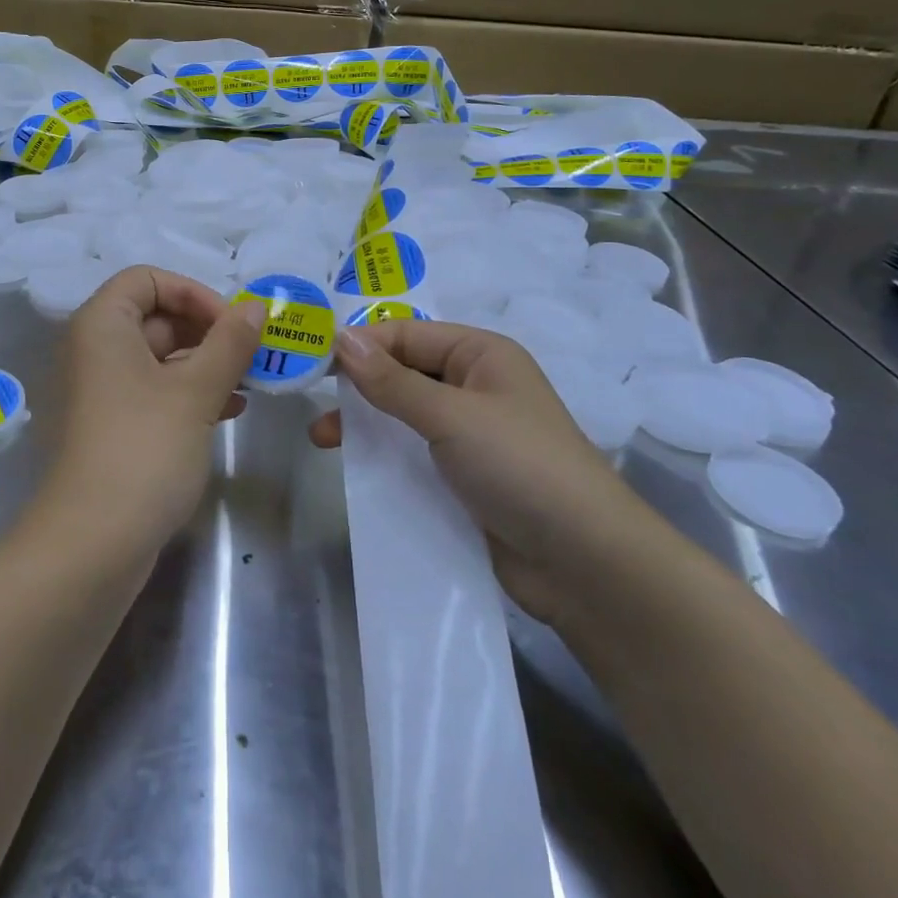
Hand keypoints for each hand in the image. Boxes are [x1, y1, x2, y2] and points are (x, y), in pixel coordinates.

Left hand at [35, 266, 266, 562]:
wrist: (92, 544)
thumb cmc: (144, 449)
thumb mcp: (195, 391)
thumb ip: (230, 342)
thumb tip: (256, 306)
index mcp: (102, 325)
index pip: (148, 279)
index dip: (193, 293)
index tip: (232, 325)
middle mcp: (94, 350)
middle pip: (155, 316)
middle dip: (207, 331)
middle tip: (252, 355)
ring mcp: (100, 391)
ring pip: (159, 357)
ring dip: (205, 364)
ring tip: (249, 384)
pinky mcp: (112, 426)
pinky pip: (154, 391)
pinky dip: (189, 393)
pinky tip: (228, 410)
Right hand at [310, 320, 662, 622]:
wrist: (585, 562)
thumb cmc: (519, 465)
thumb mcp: (451, 415)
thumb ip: (392, 380)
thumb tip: (341, 338)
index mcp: (481, 354)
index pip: (407, 334)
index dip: (361, 345)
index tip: (312, 361)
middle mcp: (475, 386)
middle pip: (404, 372)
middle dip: (359, 385)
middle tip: (313, 402)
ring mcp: (471, 434)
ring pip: (405, 415)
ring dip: (366, 422)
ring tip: (323, 440)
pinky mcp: (465, 477)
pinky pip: (415, 453)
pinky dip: (385, 454)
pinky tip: (355, 468)